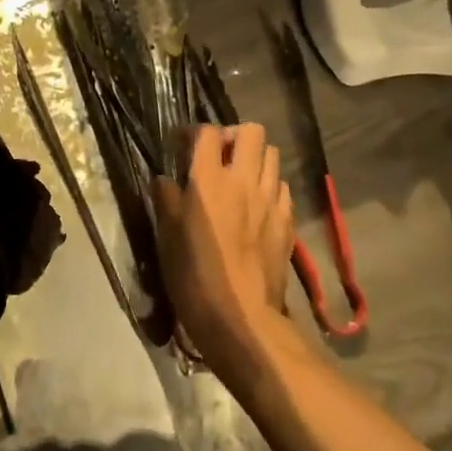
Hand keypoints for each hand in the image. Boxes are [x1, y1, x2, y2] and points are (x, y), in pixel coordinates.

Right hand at [153, 124, 297, 386]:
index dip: (194, 133)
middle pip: (251, 131)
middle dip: (234, 136)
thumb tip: (164, 179)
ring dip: (256, 159)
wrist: (242, 318)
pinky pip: (283, 188)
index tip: (183, 146)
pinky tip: (257, 207)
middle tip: (219, 157)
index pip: (208, 132)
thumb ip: (166, 199)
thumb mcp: (167, 236)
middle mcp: (244, 180)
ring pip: (273, 156)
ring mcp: (271, 200)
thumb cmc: (194, 276)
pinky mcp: (287, 222)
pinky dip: (270, 188)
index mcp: (209, 179)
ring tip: (240, 179)